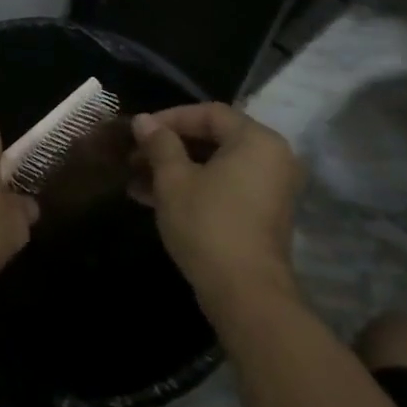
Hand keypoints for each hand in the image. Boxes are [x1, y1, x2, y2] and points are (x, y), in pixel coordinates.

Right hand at [131, 104, 303, 307]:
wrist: (245, 294)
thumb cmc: (208, 223)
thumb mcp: (173, 179)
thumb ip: (159, 144)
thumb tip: (143, 120)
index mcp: (256, 141)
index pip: (209, 113)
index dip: (170, 118)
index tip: (139, 131)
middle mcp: (271, 159)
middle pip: (213, 139)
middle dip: (169, 147)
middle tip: (135, 155)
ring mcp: (269, 190)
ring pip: (215, 166)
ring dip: (175, 169)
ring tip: (135, 179)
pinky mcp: (261, 216)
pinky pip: (224, 187)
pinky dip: (193, 187)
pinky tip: (152, 198)